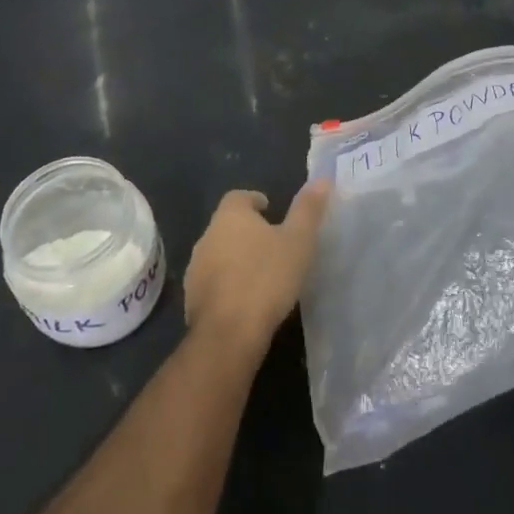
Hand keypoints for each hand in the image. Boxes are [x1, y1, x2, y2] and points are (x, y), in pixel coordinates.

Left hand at [183, 181, 329, 357]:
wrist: (229, 334)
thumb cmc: (267, 278)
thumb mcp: (298, 241)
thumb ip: (308, 209)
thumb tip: (321, 180)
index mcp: (230, 216)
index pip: (238, 197)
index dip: (255, 201)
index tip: (270, 210)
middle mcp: (207, 237)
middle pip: (227, 225)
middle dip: (247, 231)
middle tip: (272, 244)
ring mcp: (195, 270)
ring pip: (218, 254)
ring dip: (236, 259)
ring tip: (261, 273)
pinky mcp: (191, 300)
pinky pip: (213, 283)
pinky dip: (227, 285)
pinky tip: (246, 300)